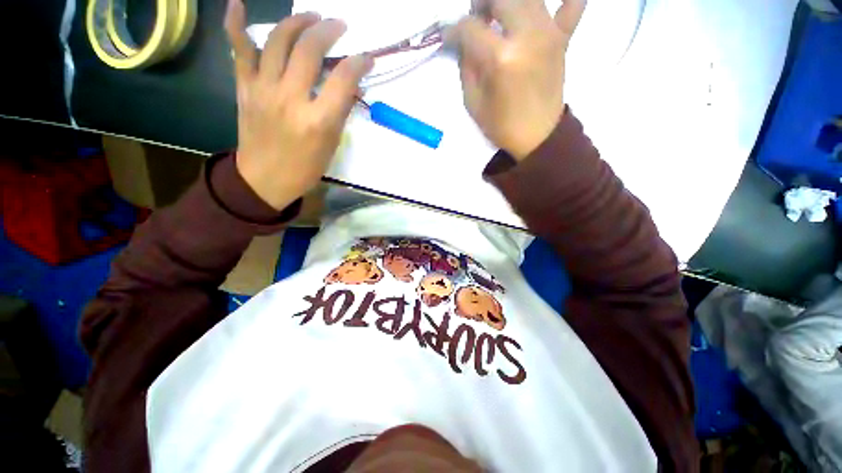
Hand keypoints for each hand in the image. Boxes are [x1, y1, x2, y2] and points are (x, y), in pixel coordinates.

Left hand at [224, 0, 372, 209]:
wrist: (266, 179)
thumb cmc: (305, 167)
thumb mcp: (331, 144)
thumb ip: (339, 112)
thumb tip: (349, 86)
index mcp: (318, 120)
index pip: (343, 79)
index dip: (358, 63)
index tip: (367, 57)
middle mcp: (290, 98)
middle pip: (309, 50)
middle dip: (328, 30)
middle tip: (339, 25)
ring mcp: (263, 89)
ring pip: (278, 40)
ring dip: (298, 22)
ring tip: (311, 17)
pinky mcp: (245, 88)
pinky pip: (238, 50)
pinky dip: (236, 23)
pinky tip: (239, 3)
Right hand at [446, 0, 585, 159]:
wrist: (537, 136)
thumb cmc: (501, 125)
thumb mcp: (473, 101)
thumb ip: (466, 65)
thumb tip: (465, 40)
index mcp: (501, 58)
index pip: (470, 27)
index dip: (453, 30)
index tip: (448, 36)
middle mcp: (528, 35)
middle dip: (481, 4)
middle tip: (476, 19)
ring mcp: (550, 33)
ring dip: (508, 1)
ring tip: (500, 14)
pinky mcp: (564, 38)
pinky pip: (573, 3)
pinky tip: (548, 7)